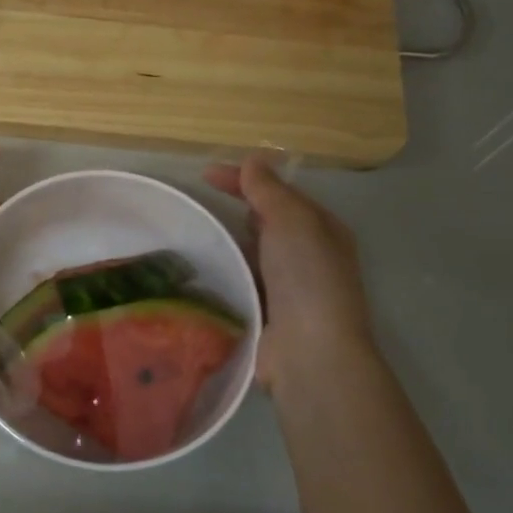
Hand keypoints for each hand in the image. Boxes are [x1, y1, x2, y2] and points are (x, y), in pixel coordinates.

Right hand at [205, 155, 378, 390]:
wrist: (309, 352)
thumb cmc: (307, 278)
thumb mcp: (292, 221)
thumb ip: (269, 191)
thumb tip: (253, 160)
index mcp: (323, 230)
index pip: (281, 193)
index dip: (245, 179)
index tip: (205, 174)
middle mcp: (309, 256)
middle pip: (267, 222)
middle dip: (236, 209)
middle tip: (198, 203)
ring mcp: (287, 287)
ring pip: (251, 253)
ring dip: (226, 242)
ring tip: (189, 234)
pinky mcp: (266, 312)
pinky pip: (241, 281)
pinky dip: (223, 272)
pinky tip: (198, 269)